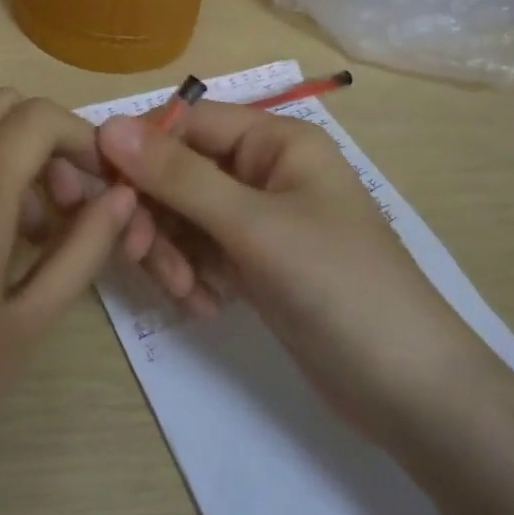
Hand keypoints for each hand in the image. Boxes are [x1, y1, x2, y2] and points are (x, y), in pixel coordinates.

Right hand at [93, 103, 481, 443]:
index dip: (140, 151)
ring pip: (184, 219)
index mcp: (275, 141)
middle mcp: (264, 172)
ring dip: (173, 254)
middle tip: (140, 256)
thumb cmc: (339, 286)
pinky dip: (194, 278)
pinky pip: (201, 255)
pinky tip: (208, 309)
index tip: (103, 190)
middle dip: (156, 216)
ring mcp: (259, 222)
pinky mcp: (256, 265)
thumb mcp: (254, 226)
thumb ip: (179, 176)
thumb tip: (108, 126)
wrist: (409, 391)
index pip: (188, 123)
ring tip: (187, 295)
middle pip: (179, 174)